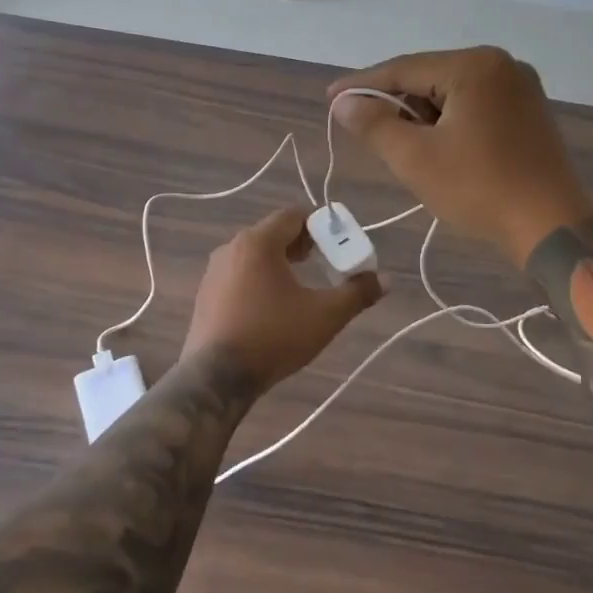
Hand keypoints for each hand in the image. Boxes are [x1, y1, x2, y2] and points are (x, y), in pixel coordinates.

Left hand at [182, 208, 382, 386]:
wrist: (217, 378)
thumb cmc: (274, 337)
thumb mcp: (325, 316)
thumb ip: (357, 293)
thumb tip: (385, 280)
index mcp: (258, 242)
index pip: (294, 215)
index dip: (320, 225)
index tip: (339, 245)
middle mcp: (232, 247)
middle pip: (273, 232)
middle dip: (302, 244)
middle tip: (325, 263)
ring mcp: (214, 271)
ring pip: (255, 254)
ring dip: (280, 262)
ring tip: (301, 285)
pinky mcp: (206, 294)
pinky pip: (239, 273)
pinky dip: (259, 278)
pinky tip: (272, 306)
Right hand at [329, 46, 592, 266]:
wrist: (551, 227)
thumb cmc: (480, 189)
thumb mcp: (416, 159)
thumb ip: (375, 125)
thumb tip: (344, 103)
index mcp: (474, 66)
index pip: (404, 69)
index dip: (363, 85)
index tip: (330, 97)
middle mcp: (501, 65)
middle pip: (430, 77)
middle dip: (395, 103)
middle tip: (363, 127)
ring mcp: (520, 87)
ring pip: (452, 93)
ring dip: (422, 115)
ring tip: (398, 144)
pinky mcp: (529, 112)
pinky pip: (475, 106)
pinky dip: (449, 122)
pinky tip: (436, 145)